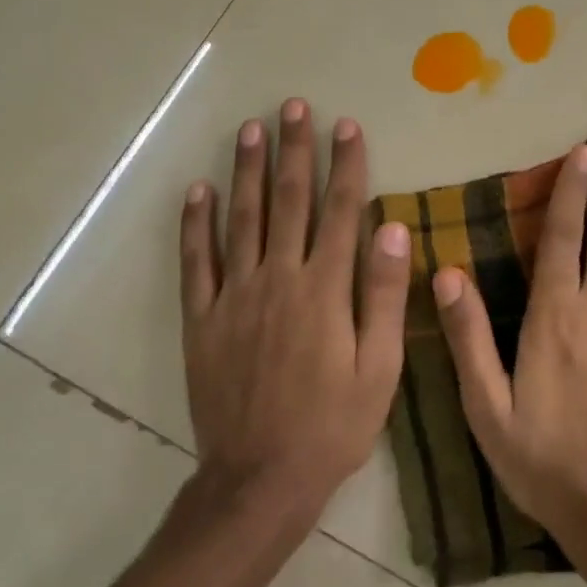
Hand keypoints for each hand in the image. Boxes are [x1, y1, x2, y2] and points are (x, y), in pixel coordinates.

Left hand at [179, 99, 408, 519]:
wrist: (260, 480)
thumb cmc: (333, 424)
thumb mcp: (379, 368)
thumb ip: (383, 295)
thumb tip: (391, 228)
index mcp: (324, 289)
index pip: (340, 211)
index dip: (345, 165)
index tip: (347, 125)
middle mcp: (278, 279)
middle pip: (288, 201)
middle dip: (293, 150)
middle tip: (293, 106)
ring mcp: (234, 296)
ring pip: (241, 219)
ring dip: (246, 170)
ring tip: (250, 129)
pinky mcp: (201, 319)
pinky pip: (196, 262)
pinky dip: (195, 224)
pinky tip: (197, 191)